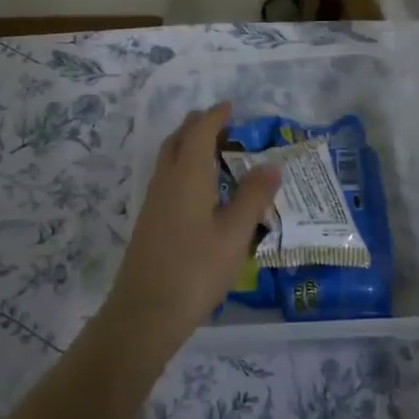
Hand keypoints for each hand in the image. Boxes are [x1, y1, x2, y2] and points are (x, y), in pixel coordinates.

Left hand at [103, 103, 282, 354]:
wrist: (146, 311)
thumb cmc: (196, 269)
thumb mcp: (235, 234)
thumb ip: (253, 197)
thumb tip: (271, 165)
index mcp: (187, 175)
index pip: (200, 132)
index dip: (215, 116)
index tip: (230, 106)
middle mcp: (166, 180)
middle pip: (179, 140)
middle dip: (198, 127)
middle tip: (223, 126)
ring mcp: (153, 201)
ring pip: (169, 159)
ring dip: (188, 146)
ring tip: (214, 153)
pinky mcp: (149, 221)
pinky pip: (167, 178)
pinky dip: (183, 168)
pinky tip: (199, 190)